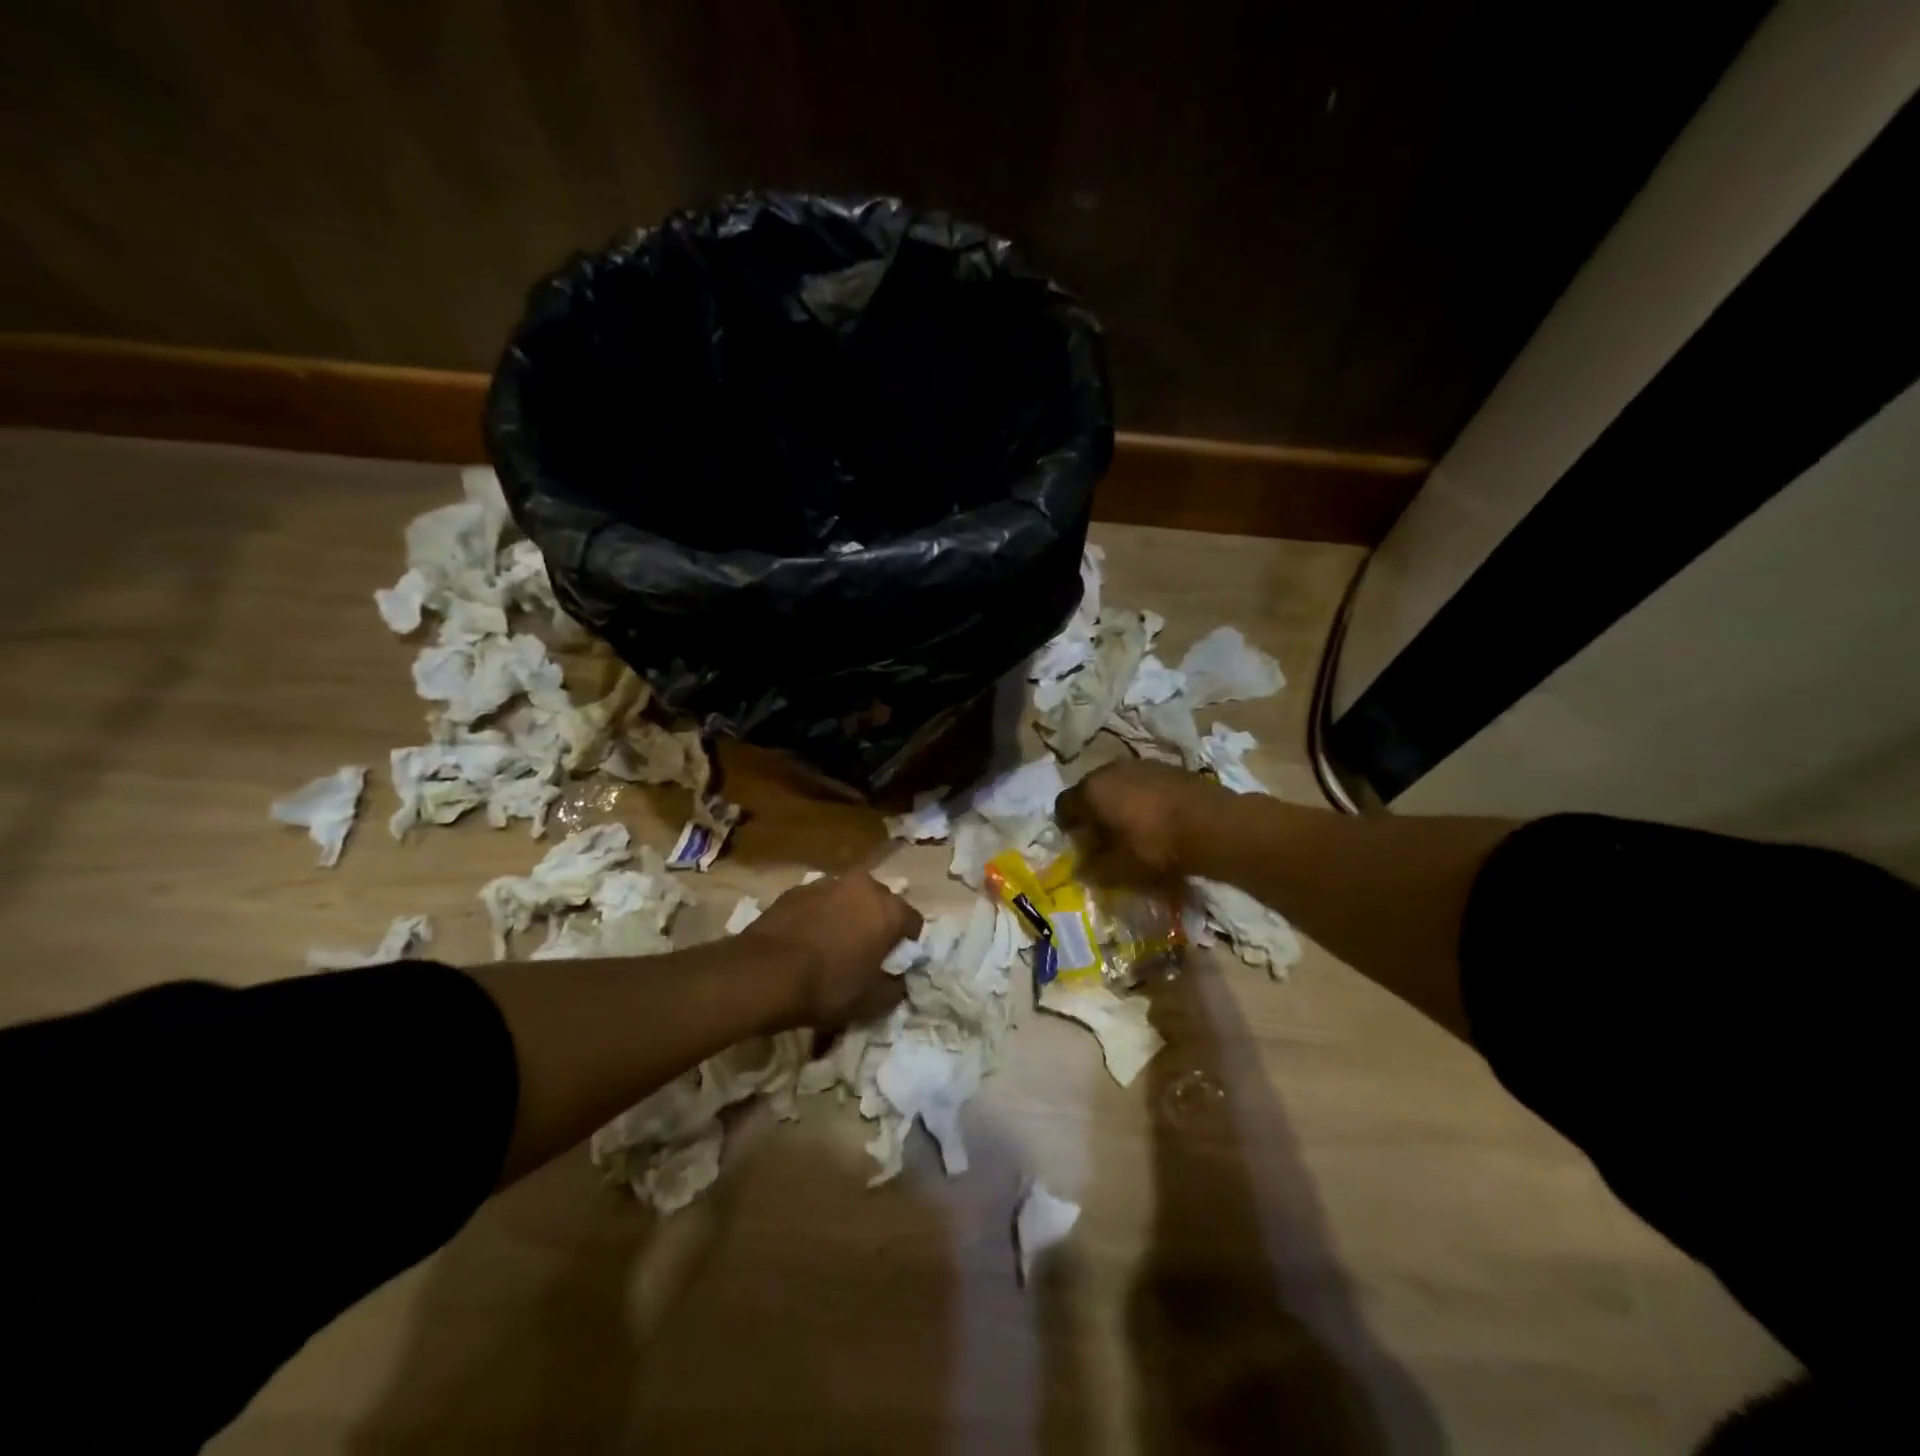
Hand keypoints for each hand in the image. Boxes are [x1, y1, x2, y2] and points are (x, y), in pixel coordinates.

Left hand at [742, 873, 921, 1027]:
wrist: (764, 973)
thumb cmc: (827, 987)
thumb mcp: (871, 1002)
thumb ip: (895, 989)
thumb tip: (899, 981)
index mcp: (889, 909)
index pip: (913, 923)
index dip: (907, 945)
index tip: (894, 964)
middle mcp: (863, 886)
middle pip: (881, 903)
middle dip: (877, 924)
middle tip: (864, 953)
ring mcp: (827, 883)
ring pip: (848, 898)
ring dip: (847, 916)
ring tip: (831, 945)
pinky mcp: (796, 889)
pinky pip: (819, 902)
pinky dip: (819, 916)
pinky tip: (805, 940)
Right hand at [1056, 759, 1215, 885]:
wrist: (1213, 824)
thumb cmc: (1156, 846)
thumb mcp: (1120, 868)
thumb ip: (1094, 869)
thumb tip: (1080, 869)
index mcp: (1091, 791)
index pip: (1063, 805)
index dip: (1066, 825)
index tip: (1077, 843)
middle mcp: (1110, 770)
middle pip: (1090, 791)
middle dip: (1092, 812)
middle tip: (1103, 836)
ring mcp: (1139, 764)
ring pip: (1117, 784)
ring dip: (1117, 802)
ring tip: (1131, 826)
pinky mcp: (1166, 766)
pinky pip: (1141, 782)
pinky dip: (1141, 797)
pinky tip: (1156, 817)